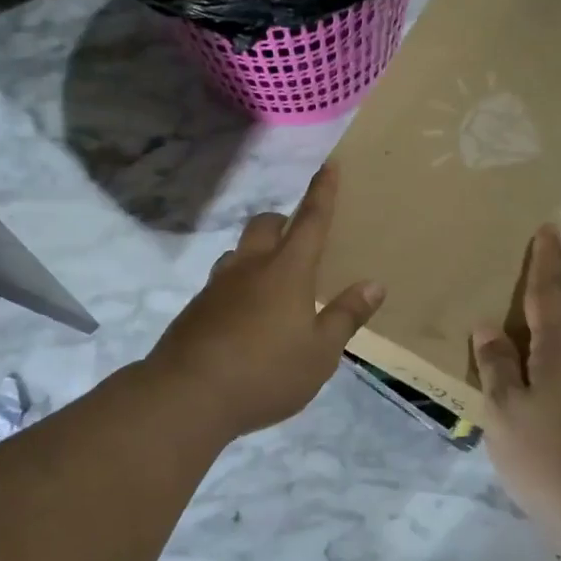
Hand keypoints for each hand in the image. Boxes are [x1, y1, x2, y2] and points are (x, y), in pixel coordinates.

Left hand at [148, 164, 384, 438]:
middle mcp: (250, 267)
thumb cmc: (266, 373)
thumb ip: (346, 317)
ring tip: (272, 279)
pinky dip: (239, 283)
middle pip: (266, 224)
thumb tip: (374, 284)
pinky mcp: (196, 308)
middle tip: (298, 238)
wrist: (187, 395)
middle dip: (284, 221)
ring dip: (257, 252)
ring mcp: (218, 285)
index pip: (310, 221)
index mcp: (286, 271)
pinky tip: (245, 315)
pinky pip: (222, 280)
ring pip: (239, 251)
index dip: (322, 193)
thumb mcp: (320, 353)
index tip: (329, 165)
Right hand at [474, 225, 560, 560]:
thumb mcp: (505, 414)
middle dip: (557, 291)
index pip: (550, 289)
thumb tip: (488, 327)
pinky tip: (546, 388)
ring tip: (524, 341)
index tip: (548, 228)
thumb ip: (496, 367)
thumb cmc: (553, 460)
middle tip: (522, 292)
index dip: (546, 258)